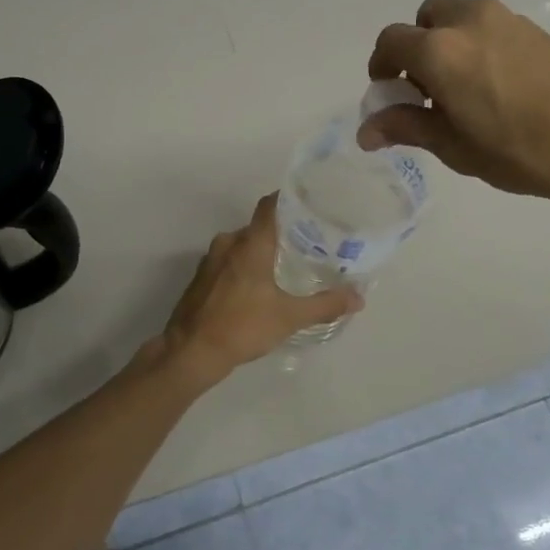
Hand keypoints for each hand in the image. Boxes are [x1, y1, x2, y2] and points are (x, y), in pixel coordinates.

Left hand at [159, 195, 361, 380]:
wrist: (190, 351)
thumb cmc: (242, 326)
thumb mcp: (289, 317)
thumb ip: (325, 305)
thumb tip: (359, 297)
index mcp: (249, 243)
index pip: (269, 206)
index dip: (288, 199)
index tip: (309, 202)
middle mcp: (228, 243)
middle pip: (258, 227)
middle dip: (280, 232)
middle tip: (307, 242)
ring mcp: (210, 260)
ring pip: (241, 246)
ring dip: (261, 252)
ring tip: (286, 265)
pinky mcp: (201, 278)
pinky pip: (228, 262)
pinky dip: (244, 267)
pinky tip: (258, 286)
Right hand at [359, 0, 549, 233]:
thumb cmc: (521, 151)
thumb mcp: (455, 147)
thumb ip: (407, 127)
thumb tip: (366, 131)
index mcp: (440, 49)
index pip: (391, 41)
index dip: (381, 67)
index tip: (389, 96)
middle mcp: (470, 21)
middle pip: (426, 18)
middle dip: (416, 47)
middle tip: (426, 90)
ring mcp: (509, 21)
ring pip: (461, 19)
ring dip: (449, 45)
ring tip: (463, 94)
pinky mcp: (540, 31)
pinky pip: (492, 29)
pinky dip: (479, 48)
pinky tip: (499, 90)